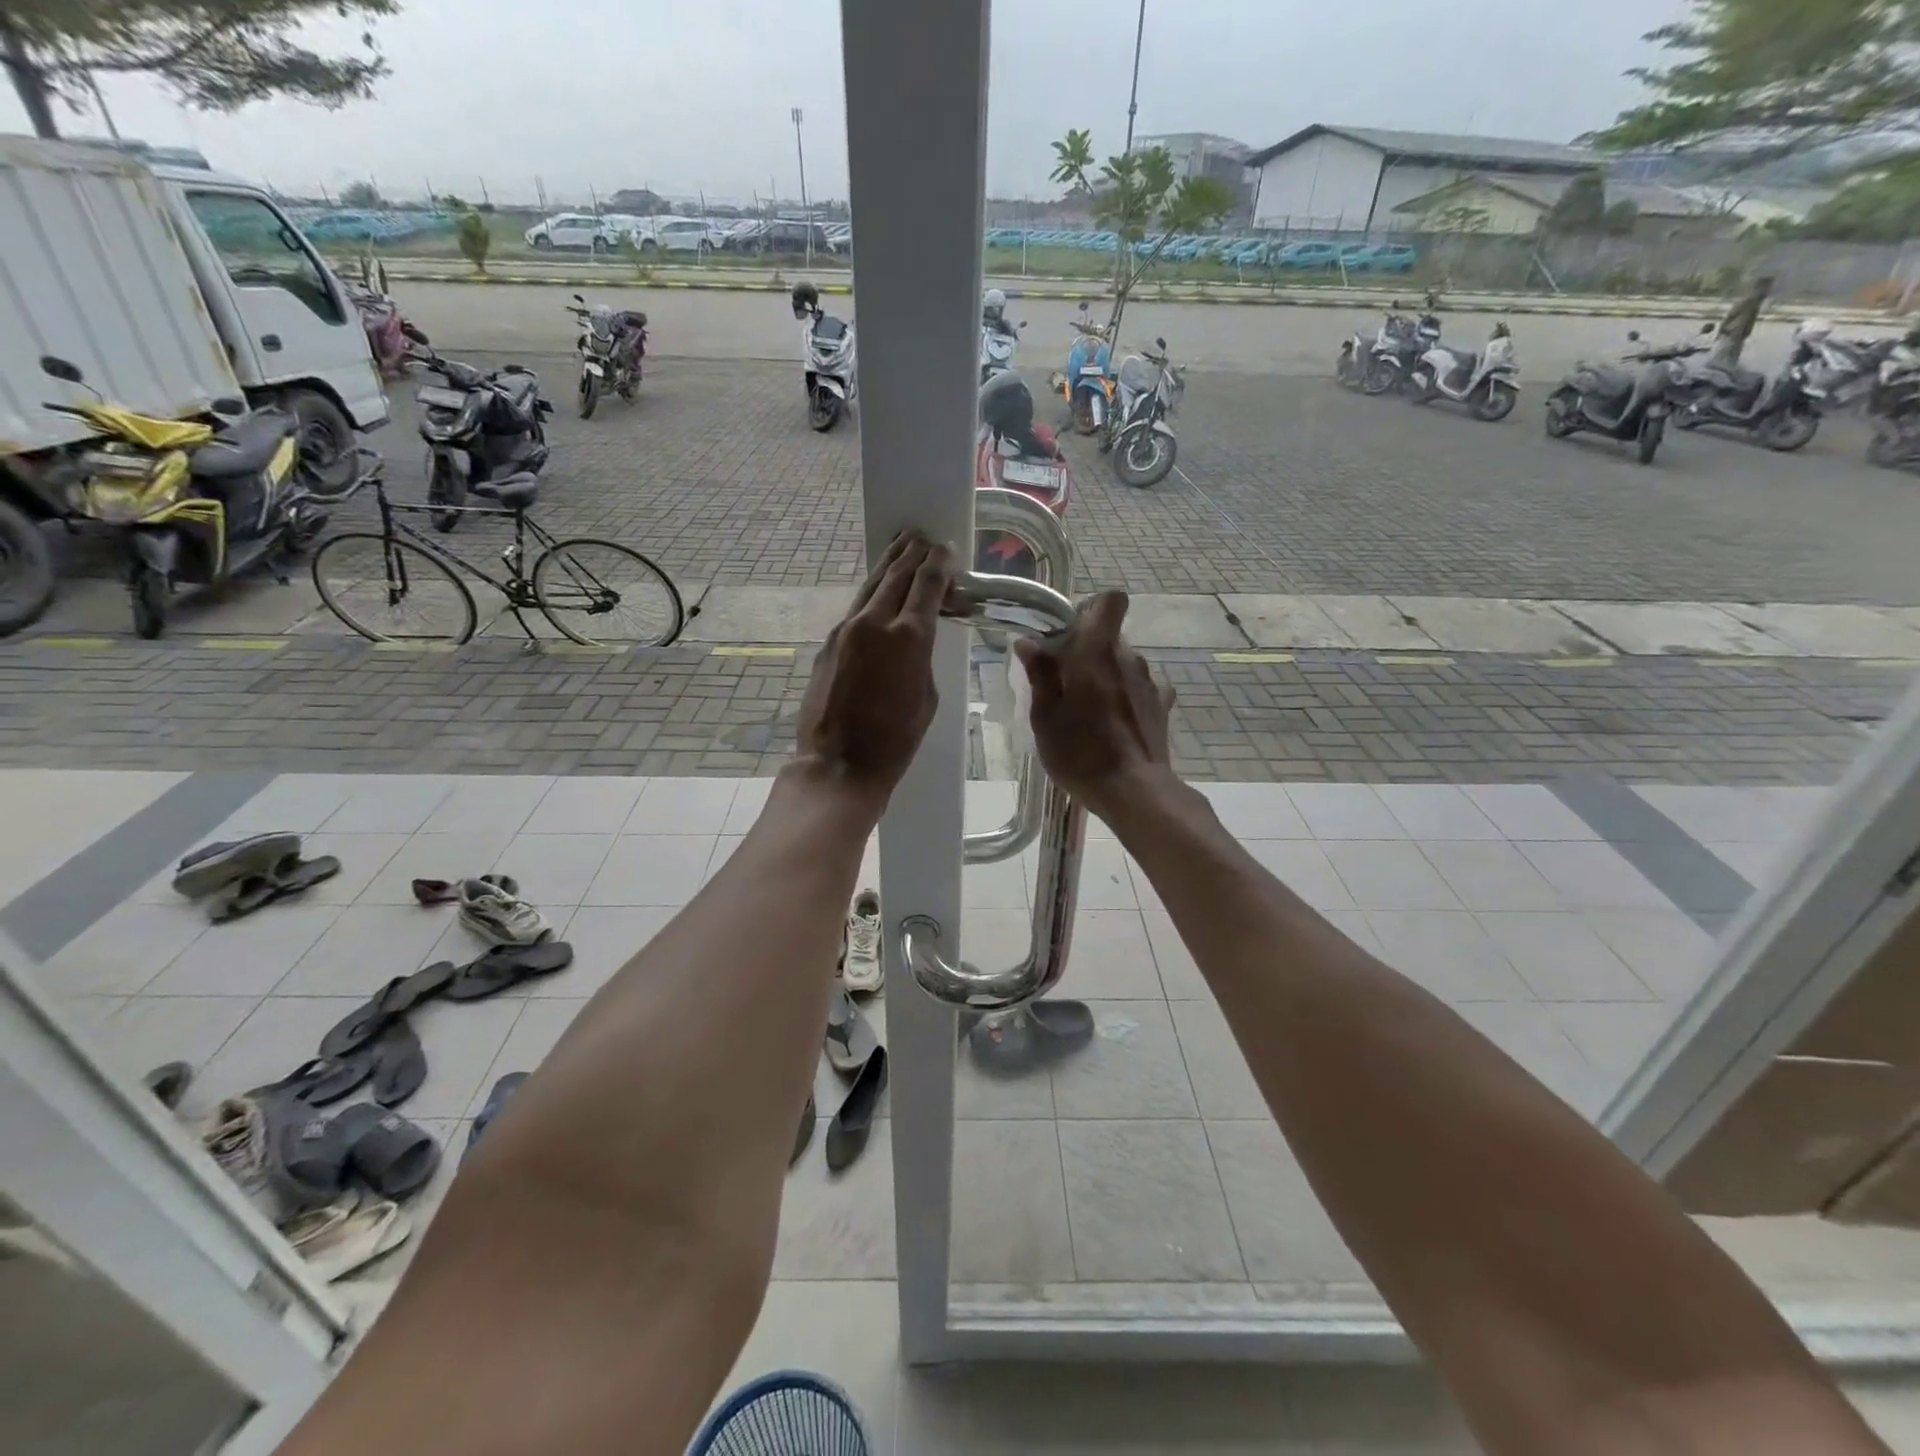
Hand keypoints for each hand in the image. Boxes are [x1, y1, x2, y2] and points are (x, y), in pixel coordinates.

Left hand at [794, 532, 954, 808]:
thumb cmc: (895, 741)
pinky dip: (871, 594)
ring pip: (871, 586)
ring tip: (901, 545)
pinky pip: (855, 610)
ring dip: (889, 564)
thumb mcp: (926, 698)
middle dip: (913, 554)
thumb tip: (917, 638)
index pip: (927, 585)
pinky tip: (878, 592)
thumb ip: (922, 658)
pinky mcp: (828, 644)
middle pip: (897, 575)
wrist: (838, 764)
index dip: (938, 564)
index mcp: (908, 637)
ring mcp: (845, 630)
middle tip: (923, 536)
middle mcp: (874, 623)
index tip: (945, 549)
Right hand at [1014, 591, 1175, 818]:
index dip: (1091, 609)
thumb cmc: (1081, 753)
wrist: (1135, 791)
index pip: (1110, 601)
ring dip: (1106, 676)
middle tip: (1063, 682)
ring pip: (1124, 663)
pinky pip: (1140, 688)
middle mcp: (1129, 658)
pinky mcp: (1162, 707)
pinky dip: (1126, 697)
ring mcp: (1150, 683)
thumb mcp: (1045, 717)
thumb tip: (1029, 642)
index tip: (1069, 634)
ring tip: (1087, 710)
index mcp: (1097, 652)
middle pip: (1110, 637)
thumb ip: (1040, 674)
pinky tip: (1114, 722)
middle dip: (1087, 651)